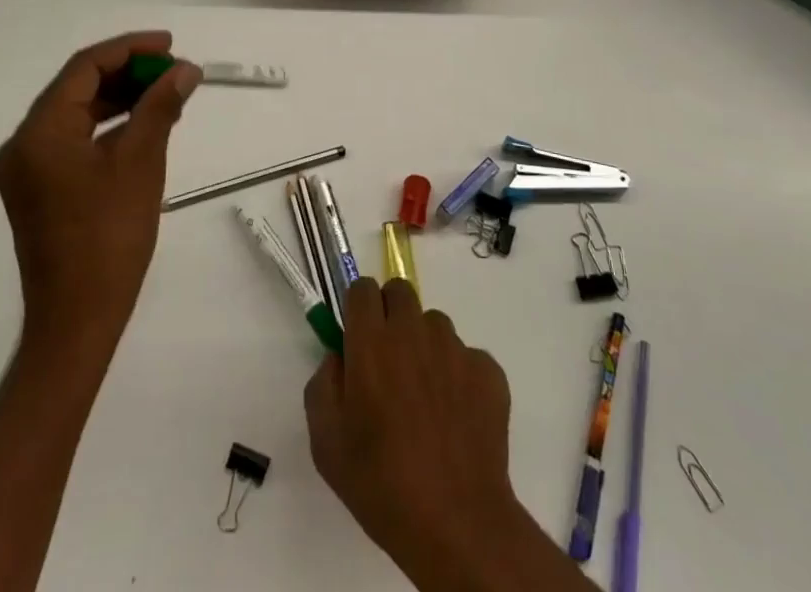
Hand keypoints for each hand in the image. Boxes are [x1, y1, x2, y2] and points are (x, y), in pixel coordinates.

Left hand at [0, 31, 200, 353]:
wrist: (77, 321)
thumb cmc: (109, 238)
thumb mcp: (141, 162)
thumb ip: (160, 106)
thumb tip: (185, 69)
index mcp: (39, 132)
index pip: (84, 68)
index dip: (129, 49)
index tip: (169, 45)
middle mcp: (23, 143)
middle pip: (77, 87)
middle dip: (128, 73)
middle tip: (173, 70)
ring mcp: (27, 168)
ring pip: (76, 112)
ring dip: (120, 98)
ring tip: (166, 93)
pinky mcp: (38, 188)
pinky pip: (73, 139)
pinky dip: (107, 126)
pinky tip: (142, 124)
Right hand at [305, 279, 524, 589]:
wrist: (457, 524)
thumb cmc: (381, 484)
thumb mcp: (326, 443)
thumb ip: (323, 384)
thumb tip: (339, 358)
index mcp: (372, 342)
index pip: (362, 288)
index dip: (358, 308)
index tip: (358, 336)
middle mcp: (413, 332)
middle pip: (400, 291)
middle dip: (391, 313)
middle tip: (389, 359)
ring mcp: (455, 349)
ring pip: (434, 324)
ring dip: (425, 344)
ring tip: (425, 395)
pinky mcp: (487, 370)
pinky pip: (467, 357)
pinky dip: (459, 376)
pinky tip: (456, 417)